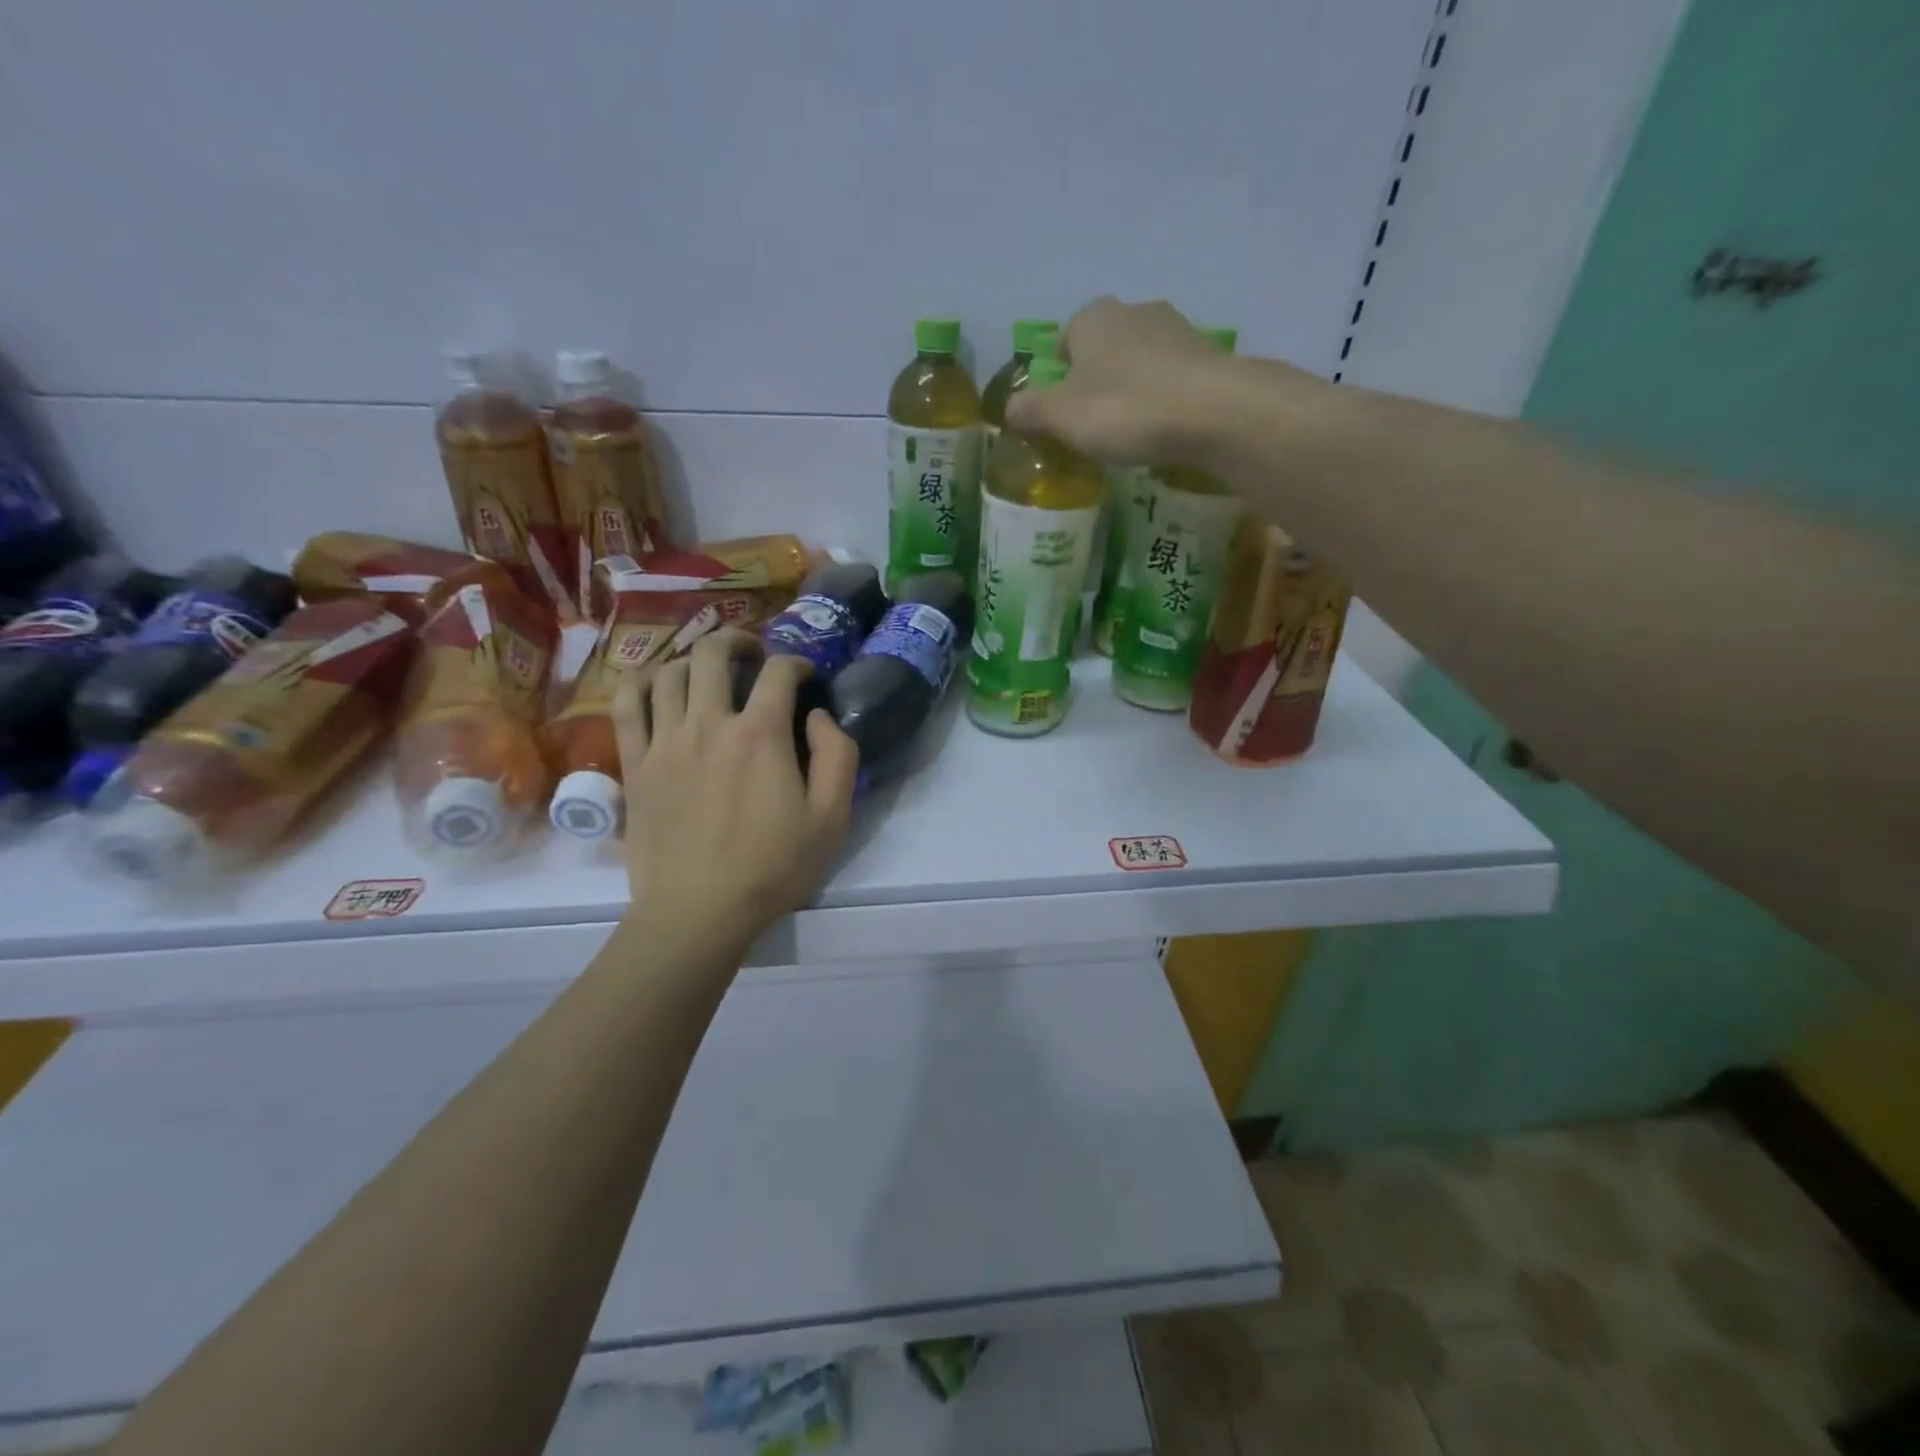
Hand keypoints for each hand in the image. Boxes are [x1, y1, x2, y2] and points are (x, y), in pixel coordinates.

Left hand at [613, 629, 858, 954]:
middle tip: (752, 655)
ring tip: (707, 671)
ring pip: (668, 672)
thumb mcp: (831, 818)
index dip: (796, 663)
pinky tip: (655, 685)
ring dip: (692, 659)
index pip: (779, 672)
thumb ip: (837, 755)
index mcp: (760, 734)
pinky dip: (640, 683)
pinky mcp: (634, 764)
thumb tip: (818, 715)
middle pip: (714, 654)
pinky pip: (626, 705)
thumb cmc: (772, 867)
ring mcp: (664, 742)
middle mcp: (708, 724)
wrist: (698, 912)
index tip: (805, 676)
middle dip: (738, 642)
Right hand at [1004, 297, 1231, 463]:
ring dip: (1133, 389)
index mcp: (1093, 318)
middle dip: (1096, 379)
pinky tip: (1163, 430)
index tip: (1060, 409)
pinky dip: (1164, 400)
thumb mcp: (1061, 417)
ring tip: (1130, 431)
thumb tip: (1009, 408)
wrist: (1214, 412)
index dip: (1057, 374)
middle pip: (1104, 348)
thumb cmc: (1125, 409)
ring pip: (1141, 361)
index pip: (1064, 338)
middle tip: (1092, 423)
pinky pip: (1172, 380)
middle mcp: (1135, 311)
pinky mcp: (1210, 357)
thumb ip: (1031, 411)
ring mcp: (1178, 330)